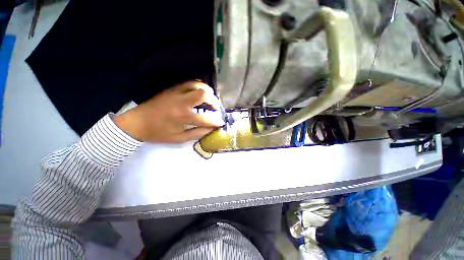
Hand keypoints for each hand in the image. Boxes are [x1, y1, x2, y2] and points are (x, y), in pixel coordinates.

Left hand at [113, 81, 224, 142]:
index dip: (216, 121)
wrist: (137, 123)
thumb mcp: (179, 139)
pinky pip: (188, 83)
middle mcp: (181, 102)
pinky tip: (199, 93)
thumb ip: (197, 134)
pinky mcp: (172, 89)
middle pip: (203, 94)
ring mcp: (176, 93)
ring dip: (206, 91)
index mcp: (183, 117)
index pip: (206, 118)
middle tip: (215, 108)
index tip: (221, 122)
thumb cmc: (158, 133)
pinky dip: (197, 86)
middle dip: (213, 101)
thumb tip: (211, 129)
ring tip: (209, 98)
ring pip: (196, 85)